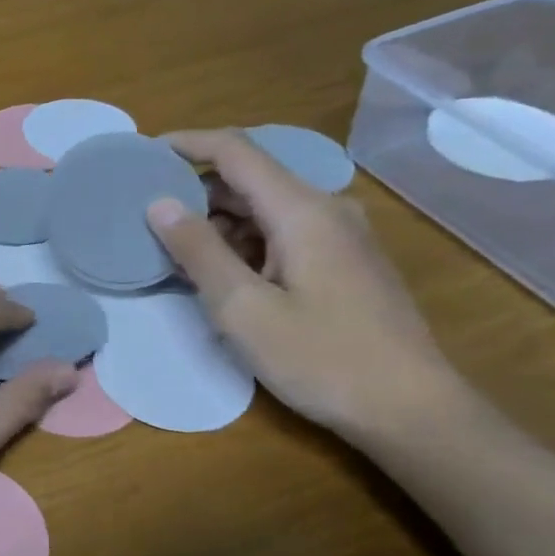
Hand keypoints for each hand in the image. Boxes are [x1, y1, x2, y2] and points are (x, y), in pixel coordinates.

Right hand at [145, 129, 463, 439]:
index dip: (186, 144)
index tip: (142, 153)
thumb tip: (159, 203)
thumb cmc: (322, 359)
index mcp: (302, 210)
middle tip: (148, 217)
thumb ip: (199, 250)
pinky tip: (221, 277)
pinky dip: (244, 244)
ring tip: (176, 254)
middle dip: (196, 192)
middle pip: (249, 179)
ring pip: (264, 210)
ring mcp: (340, 237)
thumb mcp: (243, 309)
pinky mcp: (345, 263)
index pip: (236, 151)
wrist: (412, 411)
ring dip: (218, 224)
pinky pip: (282, 234)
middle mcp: (325, 210)